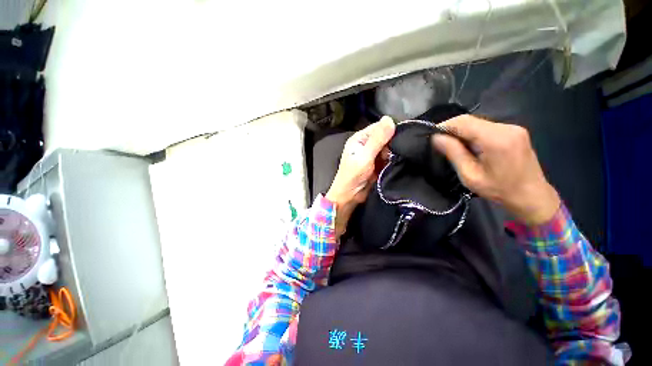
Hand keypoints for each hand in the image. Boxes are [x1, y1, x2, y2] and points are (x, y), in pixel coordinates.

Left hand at [326, 116, 395, 237]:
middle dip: (394, 142)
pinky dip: (393, 160)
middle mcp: (366, 144)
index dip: (390, 129)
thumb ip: (377, 139)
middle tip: (403, 150)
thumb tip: (389, 118)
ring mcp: (372, 155)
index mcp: (360, 139)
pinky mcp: (377, 165)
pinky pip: (389, 158)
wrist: (349, 196)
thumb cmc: (353, 176)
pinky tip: (400, 162)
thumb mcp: (365, 156)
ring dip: (394, 152)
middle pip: (385, 137)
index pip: (378, 127)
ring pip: (388, 148)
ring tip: (402, 157)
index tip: (404, 135)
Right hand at [431, 115, 559, 224]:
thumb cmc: (499, 190)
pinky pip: (487, 127)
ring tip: (454, 146)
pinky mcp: (515, 131)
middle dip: (452, 129)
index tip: (432, 136)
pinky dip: (474, 133)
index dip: (445, 126)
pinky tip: (470, 146)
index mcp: (496, 139)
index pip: (463, 122)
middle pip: (471, 120)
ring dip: (462, 132)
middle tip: (440, 143)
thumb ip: (454, 153)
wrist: (532, 196)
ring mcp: (513, 128)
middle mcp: (506, 128)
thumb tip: (436, 137)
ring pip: (478, 123)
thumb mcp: (470, 175)